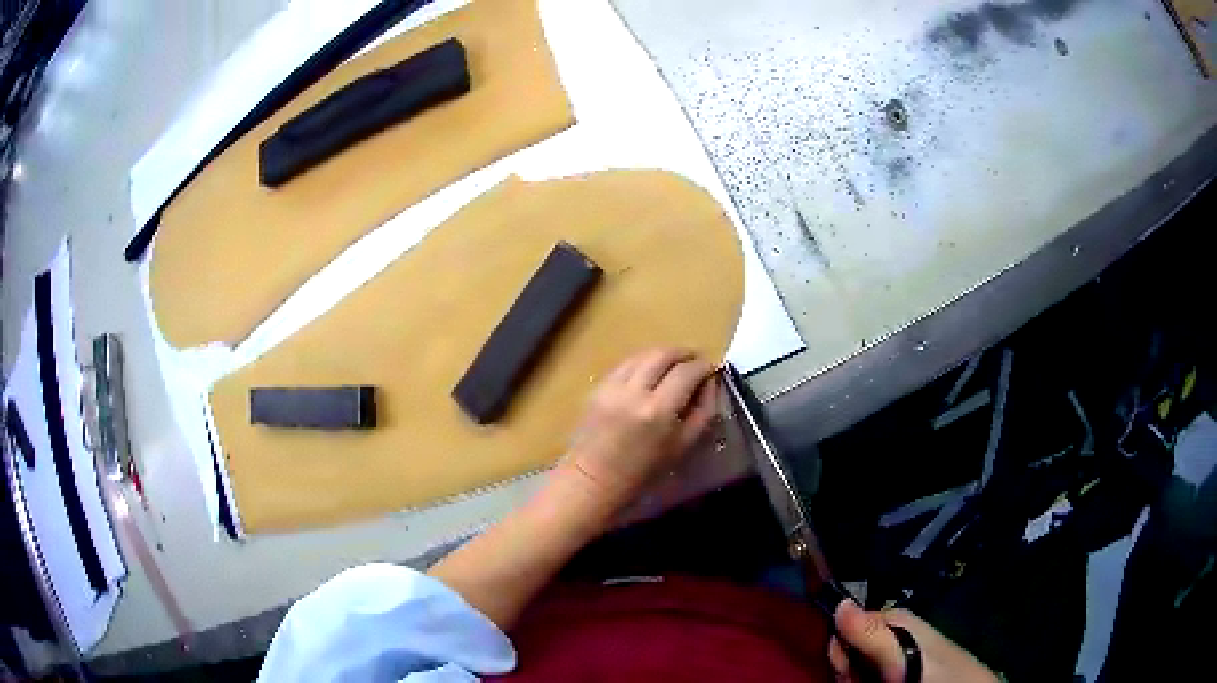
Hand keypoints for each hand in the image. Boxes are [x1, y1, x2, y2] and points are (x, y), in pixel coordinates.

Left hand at [564, 347, 717, 508]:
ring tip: (676, 365)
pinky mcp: (597, 386)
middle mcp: (633, 391)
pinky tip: (651, 373)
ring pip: (643, 354)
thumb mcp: (683, 446)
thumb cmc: (643, 472)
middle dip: (684, 353)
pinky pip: (625, 364)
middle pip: (663, 354)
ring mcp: (611, 386)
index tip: (711, 370)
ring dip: (663, 354)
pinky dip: (643, 362)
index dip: (703, 366)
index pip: (686, 372)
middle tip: (696, 361)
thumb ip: (703, 411)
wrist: (594, 479)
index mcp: (657, 410)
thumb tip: (711, 383)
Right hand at [830, 600, 998, 682]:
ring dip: (857, 678)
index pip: (845, 628)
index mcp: (893, 620)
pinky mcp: (898, 670)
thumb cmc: (934, 668)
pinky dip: (866, 681)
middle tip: (865, 681)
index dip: (840, 651)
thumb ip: (872, 632)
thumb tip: (840, 602)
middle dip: (849, 670)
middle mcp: (891, 633)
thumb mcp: (903, 652)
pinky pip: (868, 675)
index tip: (847, 669)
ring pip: (856, 667)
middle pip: (848, 651)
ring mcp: (895, 654)